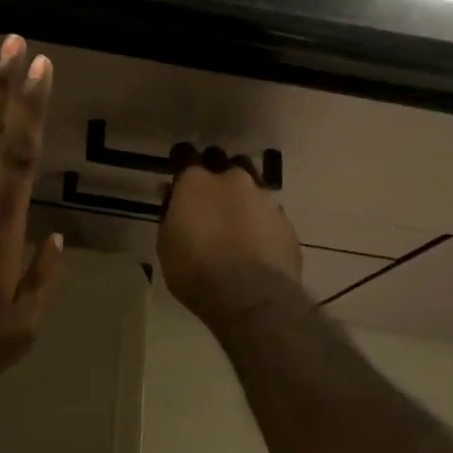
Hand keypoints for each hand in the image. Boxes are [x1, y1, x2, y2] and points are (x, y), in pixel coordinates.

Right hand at [157, 149, 302, 330]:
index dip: (181, 160)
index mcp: (196, 181)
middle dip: (215, 172)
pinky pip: (269, 212)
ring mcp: (264, 198)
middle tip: (209, 195)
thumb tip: (171, 194)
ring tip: (237, 217)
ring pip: (252, 183)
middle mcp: (232, 180)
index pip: (185, 154)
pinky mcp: (286, 221)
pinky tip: (257, 241)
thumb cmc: (196, 271)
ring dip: (242, 194)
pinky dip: (261, 220)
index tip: (179, 168)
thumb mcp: (167, 245)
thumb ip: (170, 213)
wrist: (252, 298)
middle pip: (223, 162)